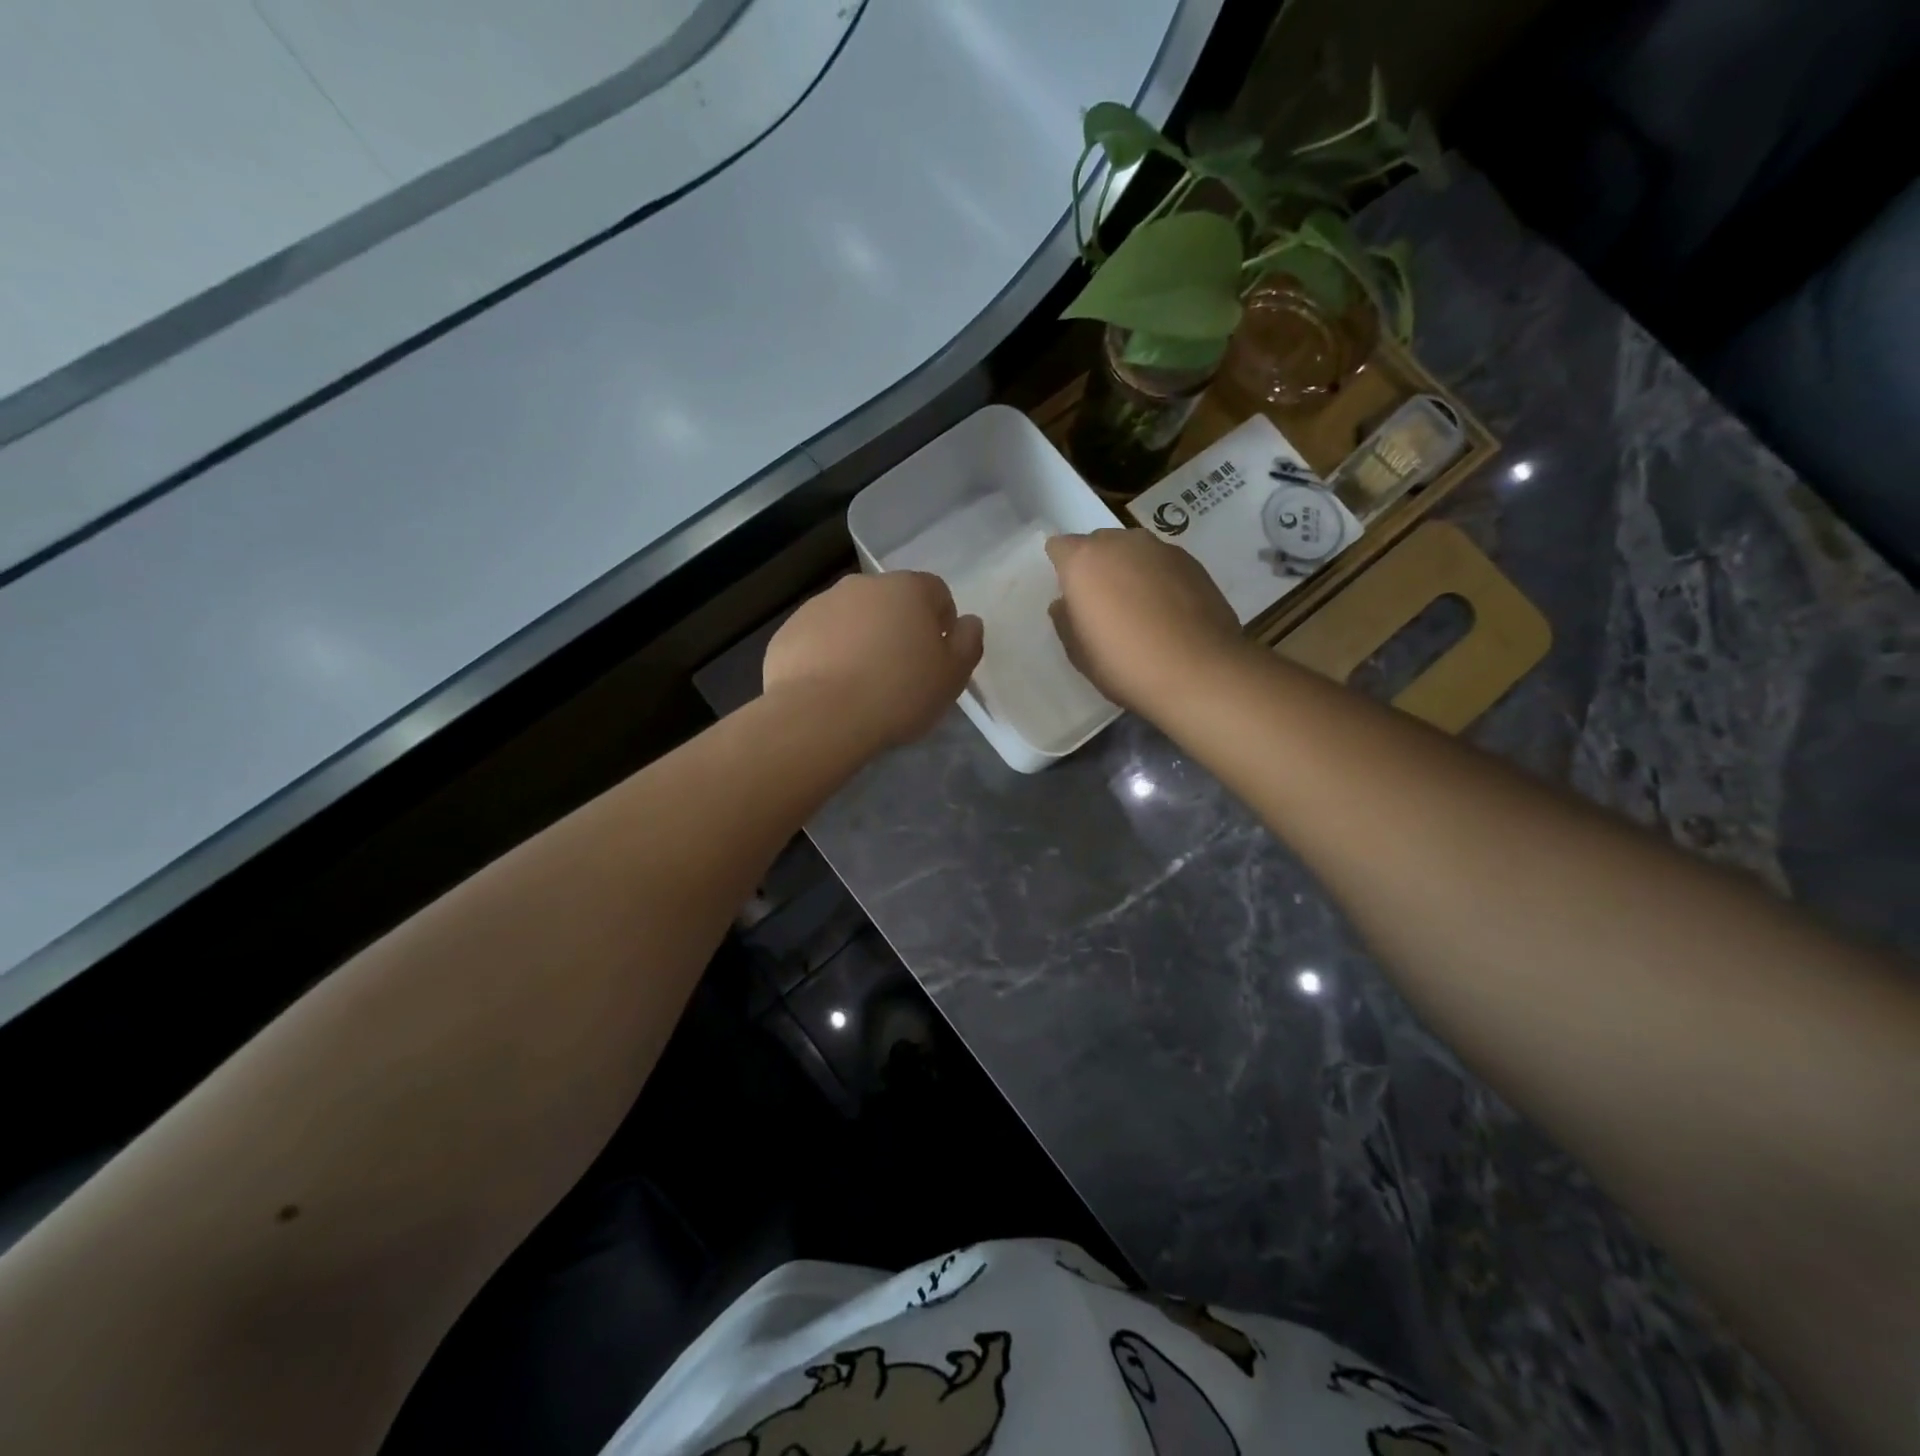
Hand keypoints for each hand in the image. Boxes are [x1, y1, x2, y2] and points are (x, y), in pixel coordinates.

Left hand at [763, 572, 982, 747]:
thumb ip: (968, 643)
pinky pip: (819, 639)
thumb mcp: (952, 676)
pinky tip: (830, 690)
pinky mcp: (789, 631)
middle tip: (901, 673)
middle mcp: (862, 585)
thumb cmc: (899, 693)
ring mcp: (820, 605)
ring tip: (861, 685)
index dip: (942, 623)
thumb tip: (968, 622)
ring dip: (861, 640)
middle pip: (891, 602)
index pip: (936, 592)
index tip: (937, 657)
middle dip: (898, 629)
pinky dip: (827, 655)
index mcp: (908, 589)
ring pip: (852, 618)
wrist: (820, 716)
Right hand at [1046, 529, 1245, 714]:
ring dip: (1129, 571)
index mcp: (1084, 560)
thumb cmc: (1125, 664)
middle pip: (1098, 544)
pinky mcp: (1193, 562)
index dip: (1062, 569)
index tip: (1070, 596)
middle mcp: (1121, 543)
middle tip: (1103, 605)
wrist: (1198, 672)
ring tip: (1139, 609)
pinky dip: (1158, 580)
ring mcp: (1161, 549)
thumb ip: (1065, 619)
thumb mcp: (1078, 652)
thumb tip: (1066, 603)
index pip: (1059, 547)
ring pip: (1133, 551)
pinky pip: (1162, 564)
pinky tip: (1167, 613)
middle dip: (1096, 567)